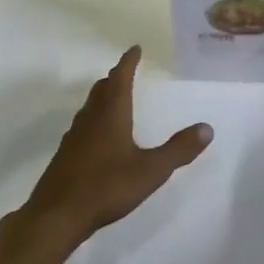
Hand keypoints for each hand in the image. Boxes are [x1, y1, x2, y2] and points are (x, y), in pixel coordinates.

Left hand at [20, 46, 211, 250]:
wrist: (56, 215)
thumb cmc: (106, 187)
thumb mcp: (151, 170)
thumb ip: (179, 149)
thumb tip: (207, 128)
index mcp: (111, 114)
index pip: (121, 78)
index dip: (128, 62)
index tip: (135, 48)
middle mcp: (91, 118)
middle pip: (102, 89)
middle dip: (115, 77)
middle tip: (126, 70)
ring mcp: (74, 137)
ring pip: (90, 106)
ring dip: (103, 97)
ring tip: (114, 97)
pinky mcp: (65, 155)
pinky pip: (83, 126)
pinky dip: (94, 118)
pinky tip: (98, 136)